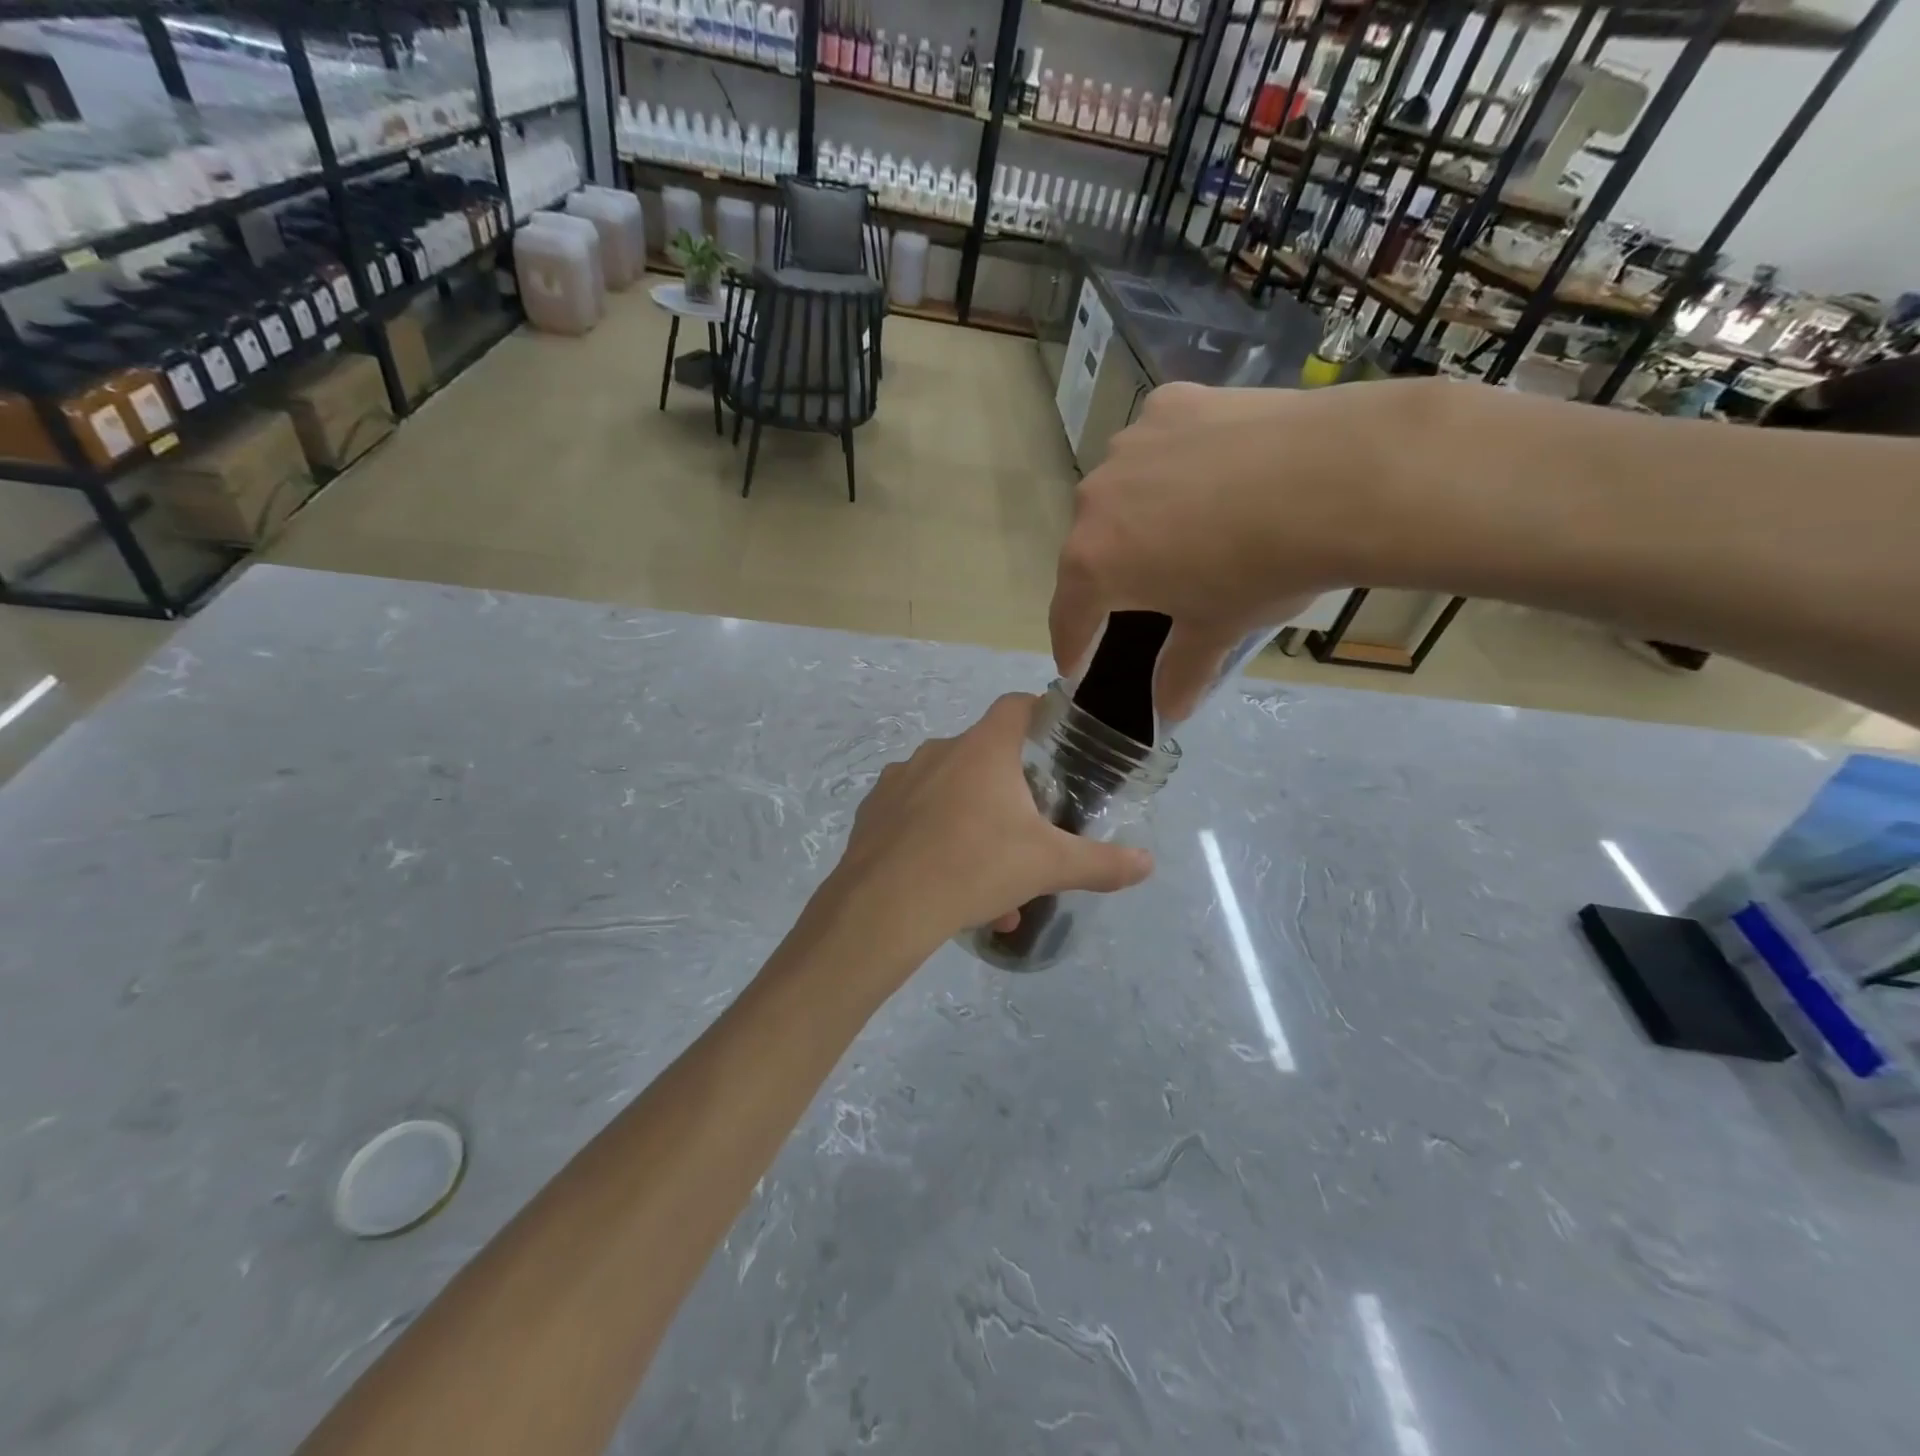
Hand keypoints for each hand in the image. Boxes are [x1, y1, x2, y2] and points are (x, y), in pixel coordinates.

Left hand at [821, 694, 1152, 965]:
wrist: (885, 906)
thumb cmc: (975, 867)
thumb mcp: (1048, 866)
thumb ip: (1102, 863)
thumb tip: (1147, 864)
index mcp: (983, 749)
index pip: (1016, 706)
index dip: (1039, 713)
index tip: (1055, 738)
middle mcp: (939, 752)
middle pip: (984, 758)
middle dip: (1010, 795)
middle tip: (1027, 836)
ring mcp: (900, 780)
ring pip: (950, 796)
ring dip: (975, 830)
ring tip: (991, 888)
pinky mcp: (874, 811)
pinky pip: (915, 817)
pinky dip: (937, 841)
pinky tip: (946, 885)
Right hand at [1051, 379, 1418, 719]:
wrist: (1341, 477)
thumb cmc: (1263, 569)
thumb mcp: (1218, 628)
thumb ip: (1182, 670)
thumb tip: (1170, 712)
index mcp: (1094, 562)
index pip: (1068, 615)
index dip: (1073, 646)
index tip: (1077, 664)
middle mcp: (1095, 499)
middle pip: (1090, 548)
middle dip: (1109, 575)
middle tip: (1144, 593)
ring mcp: (1130, 444)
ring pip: (1121, 492)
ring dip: (1138, 516)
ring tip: (1188, 526)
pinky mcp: (1172, 403)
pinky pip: (1157, 446)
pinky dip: (1173, 465)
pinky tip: (1214, 472)